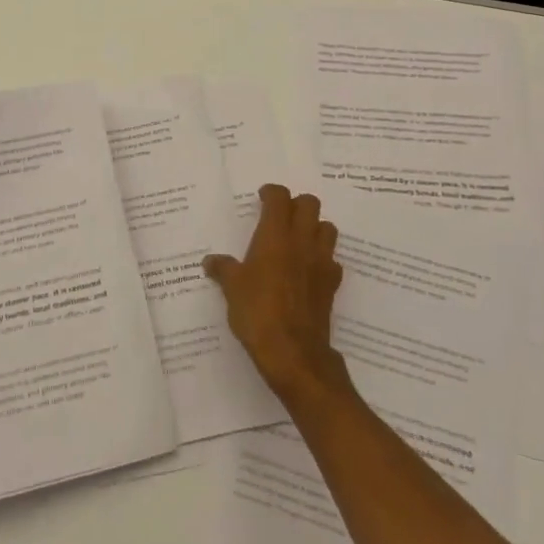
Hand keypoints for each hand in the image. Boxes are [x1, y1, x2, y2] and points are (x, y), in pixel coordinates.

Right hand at [204, 186, 350, 408]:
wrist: (293, 351)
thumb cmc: (257, 311)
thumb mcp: (231, 288)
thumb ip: (223, 269)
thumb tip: (210, 262)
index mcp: (275, 235)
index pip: (280, 197)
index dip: (271, 192)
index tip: (262, 198)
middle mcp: (302, 241)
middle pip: (310, 204)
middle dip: (296, 204)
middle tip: (280, 217)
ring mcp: (321, 261)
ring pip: (327, 228)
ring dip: (314, 227)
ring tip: (297, 240)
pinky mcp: (332, 284)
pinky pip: (332, 260)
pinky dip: (322, 259)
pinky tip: (309, 271)